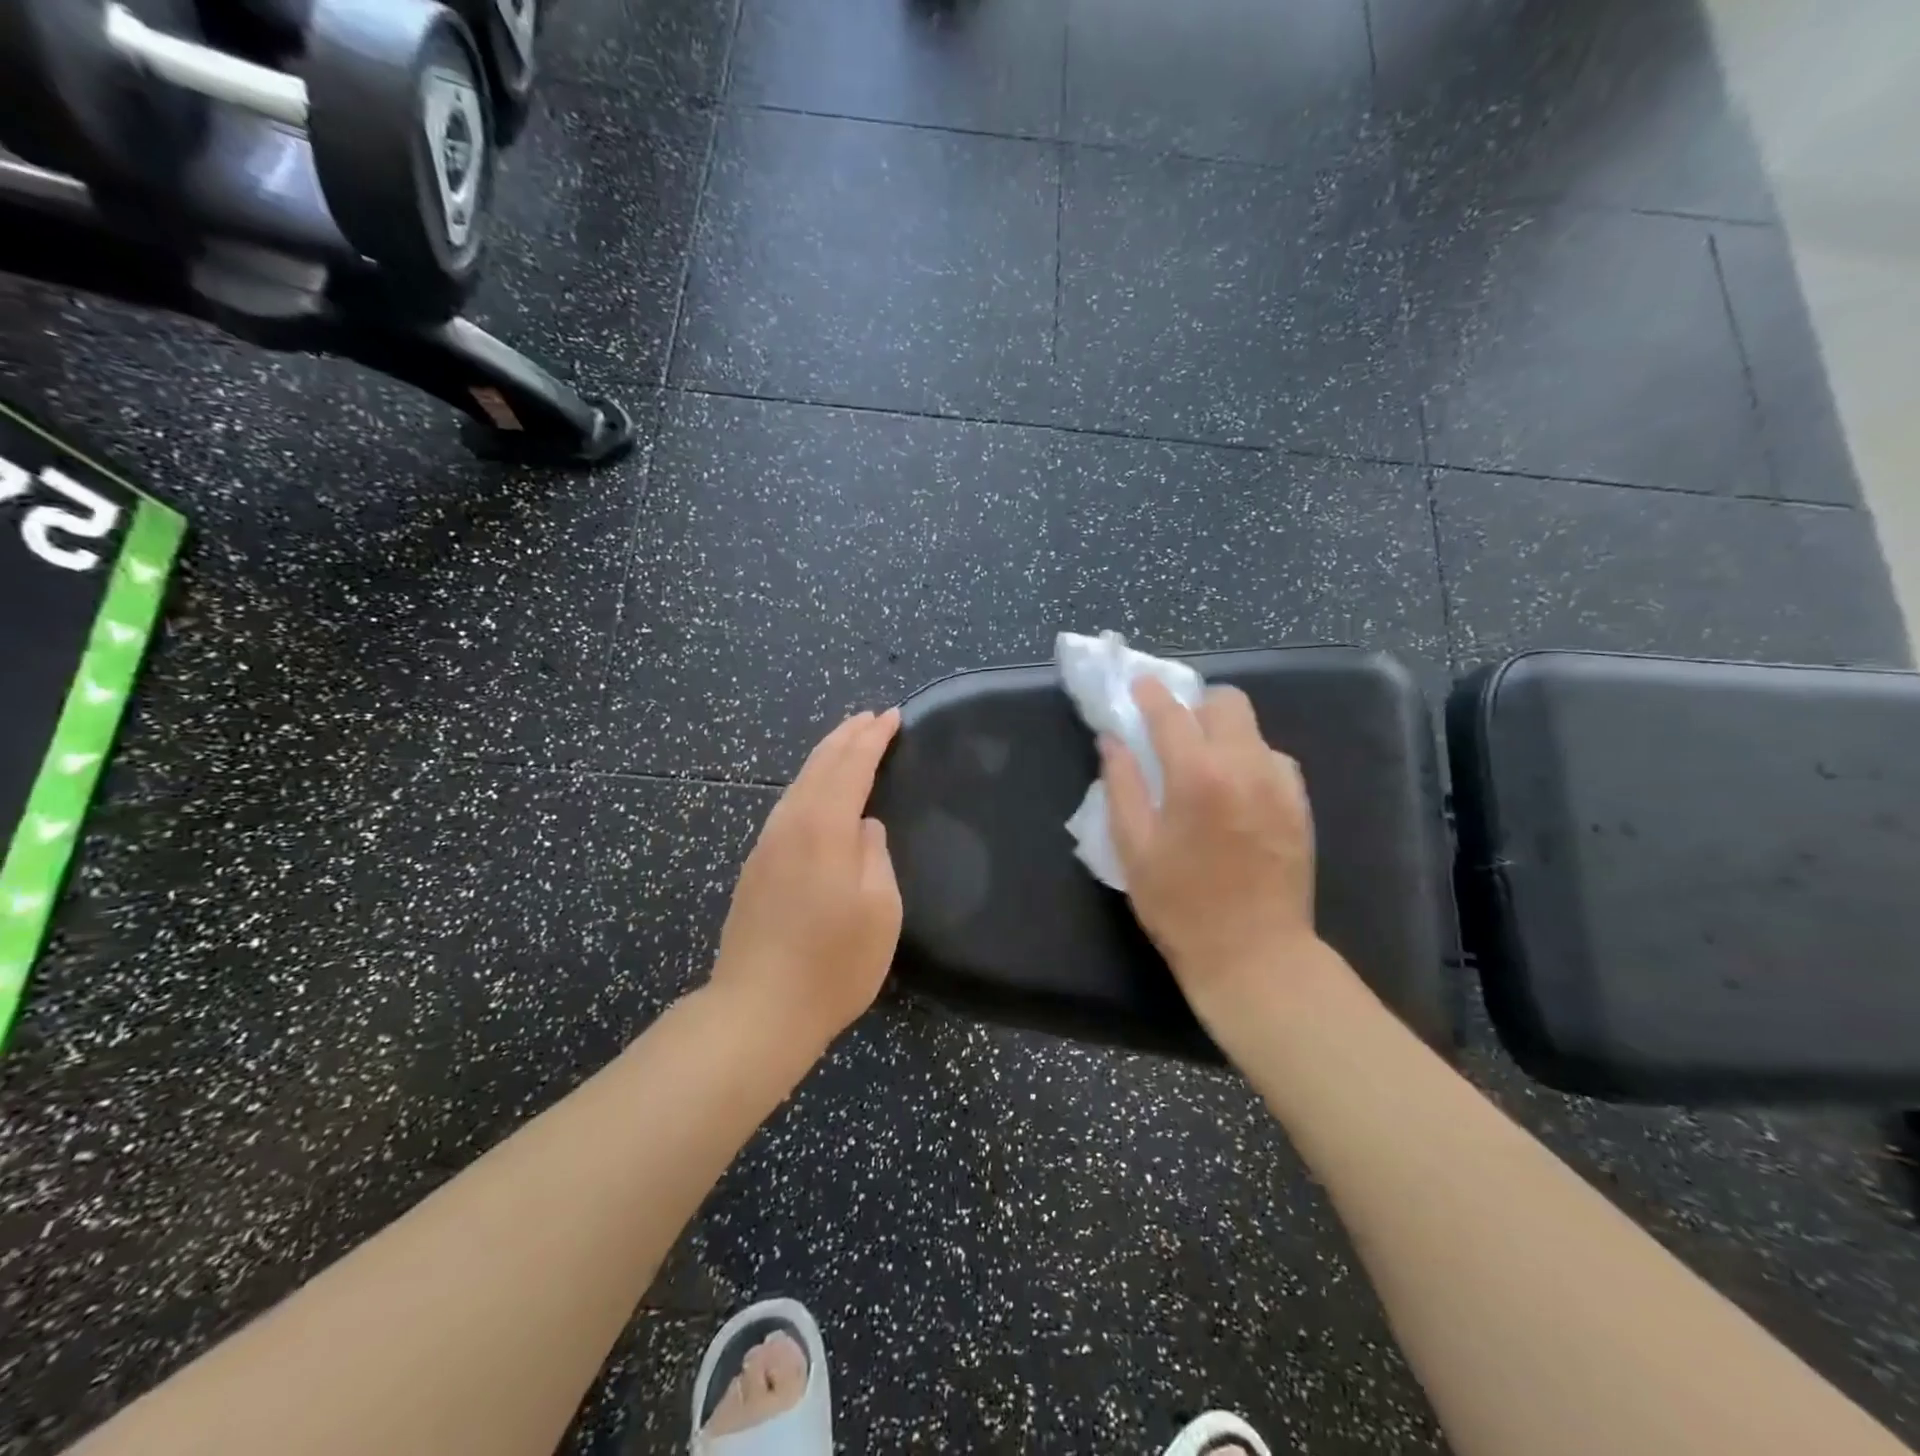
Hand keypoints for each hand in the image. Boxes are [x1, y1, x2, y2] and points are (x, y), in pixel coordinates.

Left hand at [710, 709, 902, 1048]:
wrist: (757, 1010)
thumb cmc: (833, 965)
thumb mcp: (879, 911)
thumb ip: (875, 856)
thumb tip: (864, 827)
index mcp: (824, 829)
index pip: (851, 766)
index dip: (873, 739)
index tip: (892, 717)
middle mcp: (790, 825)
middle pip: (819, 765)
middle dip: (847, 737)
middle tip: (871, 717)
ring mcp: (766, 845)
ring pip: (798, 783)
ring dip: (825, 756)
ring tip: (846, 739)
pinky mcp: (755, 866)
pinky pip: (787, 805)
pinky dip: (808, 783)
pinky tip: (815, 790)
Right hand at [1101, 679, 1321, 1017]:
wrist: (1255, 956)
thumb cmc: (1180, 906)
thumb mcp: (1133, 847)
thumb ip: (1121, 785)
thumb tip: (1113, 741)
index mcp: (1197, 775)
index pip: (1171, 713)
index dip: (1151, 694)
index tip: (1139, 685)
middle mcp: (1246, 766)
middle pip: (1226, 702)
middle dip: (1196, 706)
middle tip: (1174, 734)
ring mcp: (1281, 783)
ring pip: (1253, 729)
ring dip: (1224, 734)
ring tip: (1205, 769)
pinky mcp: (1300, 804)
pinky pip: (1274, 760)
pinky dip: (1250, 761)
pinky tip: (1236, 795)